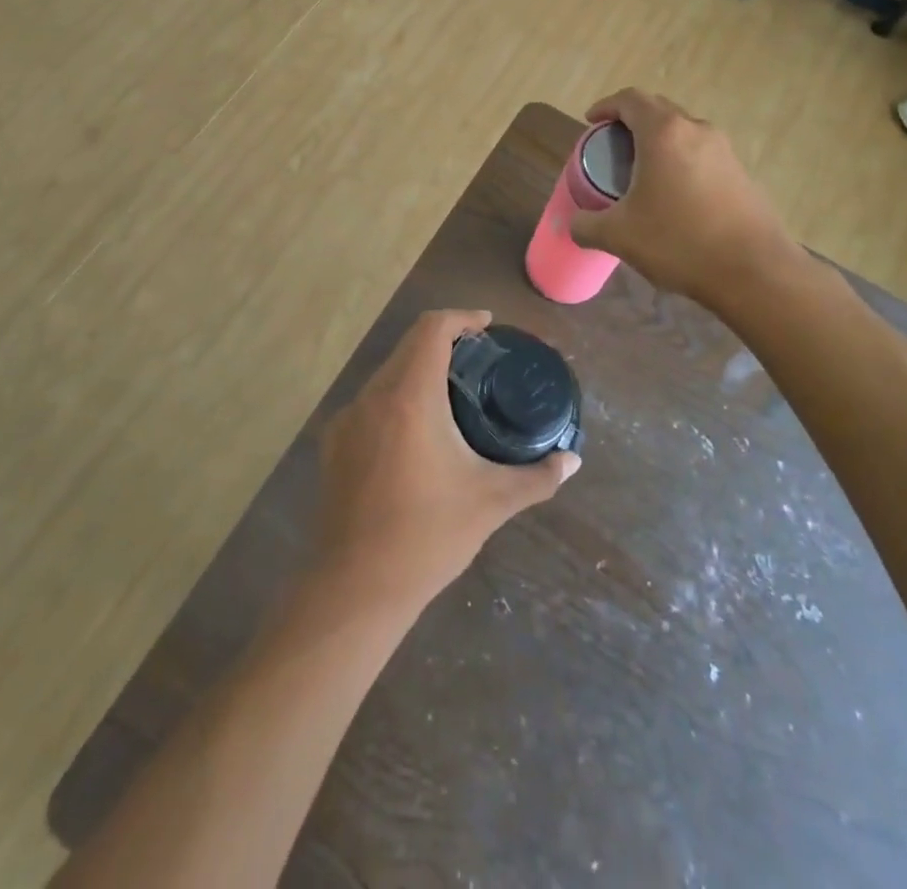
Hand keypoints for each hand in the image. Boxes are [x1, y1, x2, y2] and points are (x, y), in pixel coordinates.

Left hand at [316, 310, 578, 607]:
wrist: (355, 587)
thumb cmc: (428, 536)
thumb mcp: (491, 502)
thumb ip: (537, 477)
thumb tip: (573, 462)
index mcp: (409, 397)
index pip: (431, 329)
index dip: (460, 318)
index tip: (486, 327)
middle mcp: (372, 396)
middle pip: (408, 347)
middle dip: (443, 343)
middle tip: (478, 361)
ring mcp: (347, 419)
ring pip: (387, 374)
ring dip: (418, 372)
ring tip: (452, 396)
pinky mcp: (333, 444)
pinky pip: (370, 403)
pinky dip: (397, 399)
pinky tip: (416, 433)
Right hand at [568, 89, 795, 307]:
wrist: (754, 272)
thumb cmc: (678, 241)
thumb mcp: (619, 236)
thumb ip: (587, 226)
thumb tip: (573, 225)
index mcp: (663, 133)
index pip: (630, 99)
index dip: (606, 106)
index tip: (591, 123)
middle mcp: (696, 130)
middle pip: (658, 110)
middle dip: (631, 122)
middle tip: (612, 147)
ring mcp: (724, 151)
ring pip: (683, 132)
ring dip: (658, 142)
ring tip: (641, 172)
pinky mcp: (741, 173)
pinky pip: (702, 154)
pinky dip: (680, 161)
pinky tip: (673, 196)